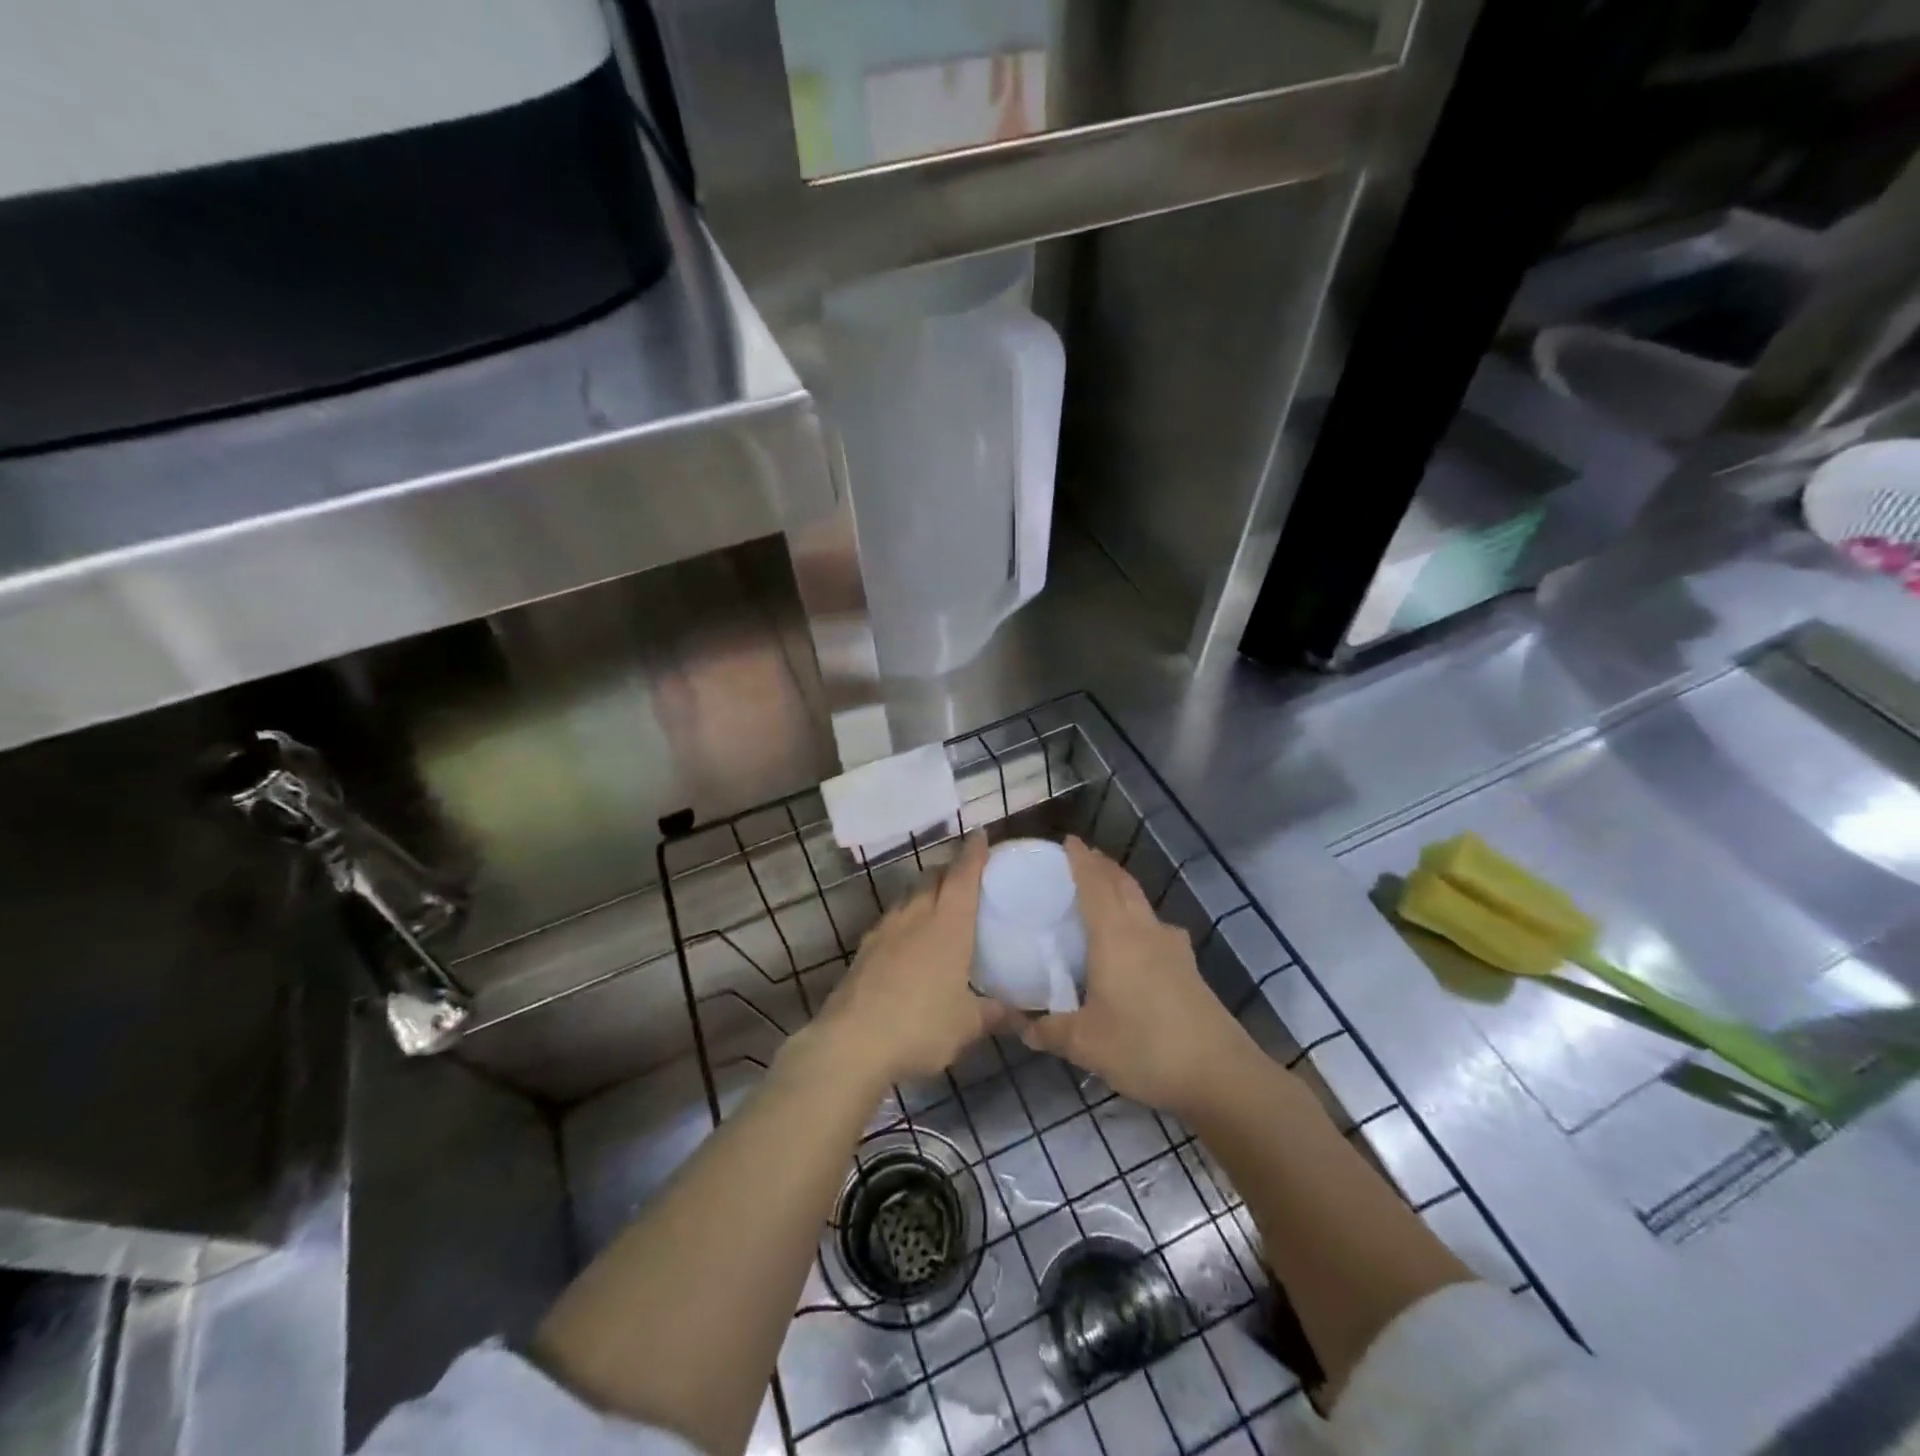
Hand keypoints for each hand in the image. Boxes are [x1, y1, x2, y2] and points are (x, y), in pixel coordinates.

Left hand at [809, 834, 1009, 1089]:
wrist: (851, 1043)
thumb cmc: (920, 1027)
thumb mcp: (966, 1026)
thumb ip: (994, 1014)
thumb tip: (1021, 1016)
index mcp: (947, 925)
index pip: (963, 877)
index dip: (974, 854)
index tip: (981, 835)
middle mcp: (915, 916)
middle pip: (933, 878)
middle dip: (950, 870)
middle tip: (965, 876)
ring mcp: (885, 930)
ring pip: (909, 896)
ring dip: (925, 891)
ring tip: (938, 904)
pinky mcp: (864, 949)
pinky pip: (891, 919)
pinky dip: (906, 917)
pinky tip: (908, 939)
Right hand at [1022, 837, 1255, 1114]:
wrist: (1219, 1074)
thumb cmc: (1144, 1047)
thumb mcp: (1086, 1044)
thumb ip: (1049, 1031)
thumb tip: (1020, 1026)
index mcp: (1115, 936)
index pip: (1094, 884)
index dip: (1081, 860)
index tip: (1067, 841)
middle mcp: (1144, 931)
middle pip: (1122, 885)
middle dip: (1102, 866)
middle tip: (1081, 859)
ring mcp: (1172, 947)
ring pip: (1142, 903)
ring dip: (1123, 888)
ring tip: (1105, 892)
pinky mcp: (1188, 967)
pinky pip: (1156, 927)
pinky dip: (1139, 918)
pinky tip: (1138, 940)